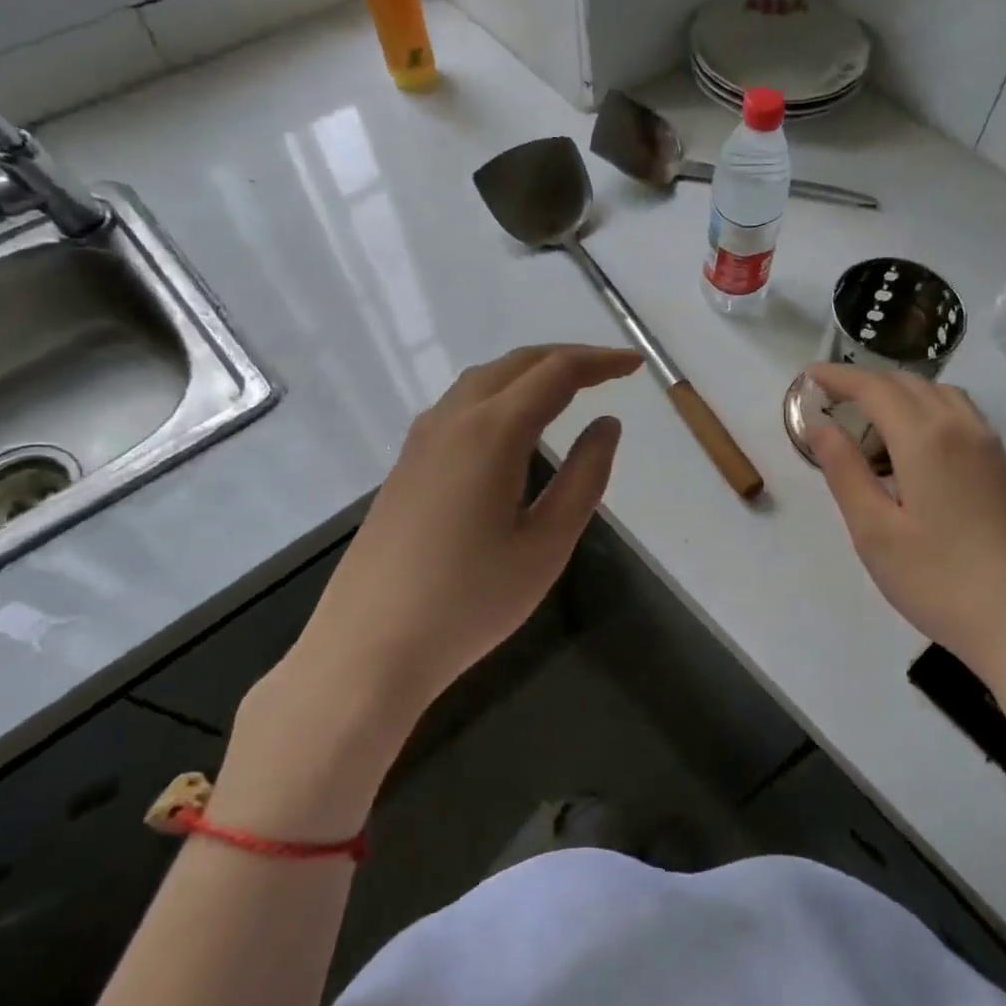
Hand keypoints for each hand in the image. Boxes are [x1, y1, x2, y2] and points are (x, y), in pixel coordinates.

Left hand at [298, 344, 642, 712]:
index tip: (635, 365)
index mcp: (492, 432)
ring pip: (483, 380)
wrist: (370, 647)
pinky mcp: (407, 464)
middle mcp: (452, 420)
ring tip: (568, 389)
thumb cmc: (471, 601)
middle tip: (609, 371)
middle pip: (516, 364)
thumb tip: (606, 425)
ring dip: (530, 372)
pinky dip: (500, 394)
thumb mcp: (547, 544)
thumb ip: (584, 477)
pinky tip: (513, 426)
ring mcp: (422, 440)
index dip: (600, 362)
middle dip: (567, 358)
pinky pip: (460, 405)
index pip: (556, 372)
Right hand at [807, 363, 1005, 759]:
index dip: (838, 376)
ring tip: (871, 422)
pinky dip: (928, 411)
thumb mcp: (874, 531)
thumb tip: (819, 423)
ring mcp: (991, 447)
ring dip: (901, 394)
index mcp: (925, 437)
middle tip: (831, 401)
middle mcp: (962, 427)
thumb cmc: (939, 580)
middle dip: (866, 383)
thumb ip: (844, 469)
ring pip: (941, 395)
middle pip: (909, 384)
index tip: (807, 376)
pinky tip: (916, 448)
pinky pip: (961, 417)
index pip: (874, 388)